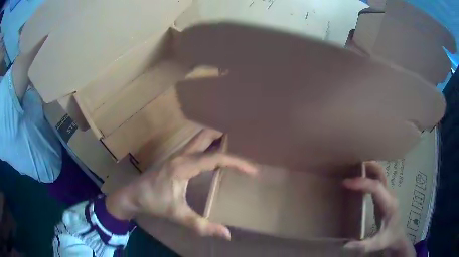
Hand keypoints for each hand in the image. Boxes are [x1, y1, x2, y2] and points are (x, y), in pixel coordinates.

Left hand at [106, 129, 257, 239]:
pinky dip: (207, 146)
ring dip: (215, 140)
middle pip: (205, 136)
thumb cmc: (154, 203)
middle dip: (224, 138)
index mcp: (184, 166)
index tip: (252, 170)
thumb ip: (201, 225)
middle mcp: (181, 155)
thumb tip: (226, 234)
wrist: (132, 195)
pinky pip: (195, 146)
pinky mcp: (174, 158)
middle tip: (241, 147)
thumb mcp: (178, 215)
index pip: (215, 158)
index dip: (236, 163)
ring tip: (231, 149)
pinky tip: (211, 157)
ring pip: (199, 138)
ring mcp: (176, 154)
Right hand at [343, 161, 414, 256]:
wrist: (397, 237)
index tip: (346, 182)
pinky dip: (369, 176)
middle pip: (381, 173)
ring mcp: (388, 194)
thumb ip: (363, 245)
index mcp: (388, 204)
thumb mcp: (377, 244)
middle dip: (368, 166)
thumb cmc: (388, 239)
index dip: (361, 183)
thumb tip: (345, 244)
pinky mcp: (384, 196)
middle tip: (351, 165)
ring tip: (354, 169)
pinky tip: (360, 180)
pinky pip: (377, 181)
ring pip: (380, 174)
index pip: (376, 187)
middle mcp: (389, 195)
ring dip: (369, 169)